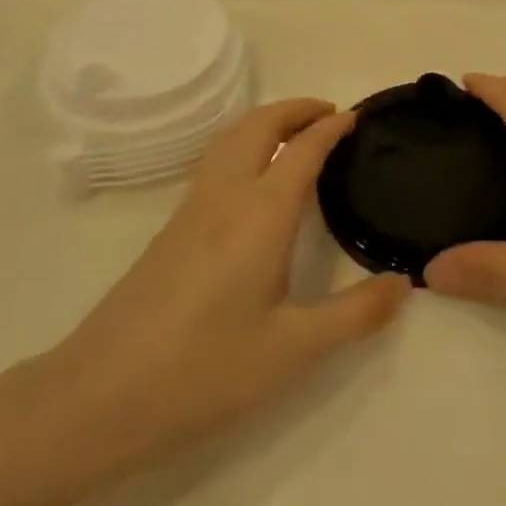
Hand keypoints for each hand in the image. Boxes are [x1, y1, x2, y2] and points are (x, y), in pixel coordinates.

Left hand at [48, 99, 410, 479]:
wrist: (99, 396)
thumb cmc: (204, 369)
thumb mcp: (293, 350)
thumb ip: (355, 314)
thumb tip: (405, 284)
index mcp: (260, 212)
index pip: (302, 148)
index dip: (331, 127)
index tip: (356, 118)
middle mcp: (226, 195)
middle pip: (259, 124)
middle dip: (296, 109)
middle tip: (330, 115)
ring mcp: (192, 209)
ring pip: (231, 138)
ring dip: (267, 122)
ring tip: (295, 136)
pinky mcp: (171, 229)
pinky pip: (216, 161)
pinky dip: (244, 145)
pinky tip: (253, 181)